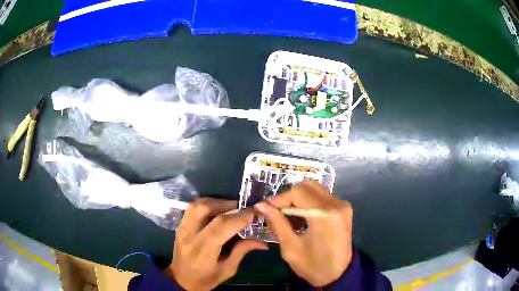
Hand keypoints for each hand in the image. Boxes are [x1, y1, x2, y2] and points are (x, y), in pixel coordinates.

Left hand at [168, 198, 267, 290]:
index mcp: (203, 251)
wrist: (180, 280)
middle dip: (227, 205)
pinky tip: (216, 209)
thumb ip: (241, 251)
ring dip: (215, 201)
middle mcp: (190, 236)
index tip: (253, 212)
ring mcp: (181, 229)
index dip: (239, 217)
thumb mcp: (227, 270)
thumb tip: (261, 242)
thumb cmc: (205, 279)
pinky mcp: (179, 226)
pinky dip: (206, 204)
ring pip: (197, 205)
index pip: (221, 227)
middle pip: (206, 210)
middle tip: (242, 207)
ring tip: (230, 206)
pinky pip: (191, 208)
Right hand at [254, 181, 352, 286]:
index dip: (279, 198)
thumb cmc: (313, 266)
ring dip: (298, 198)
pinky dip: (308, 202)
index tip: (265, 208)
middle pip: (306, 187)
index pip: (297, 192)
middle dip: (288, 197)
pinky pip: (322, 196)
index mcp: (324, 215)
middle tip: (276, 211)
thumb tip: (261, 205)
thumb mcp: (290, 247)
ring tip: (287, 214)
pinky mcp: (344, 208)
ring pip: (315, 189)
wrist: (339, 274)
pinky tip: (301, 216)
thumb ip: (277, 222)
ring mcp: (343, 205)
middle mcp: (336, 204)